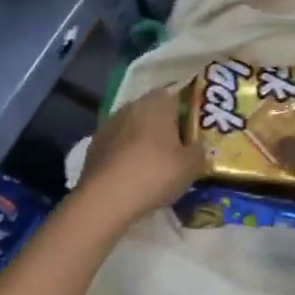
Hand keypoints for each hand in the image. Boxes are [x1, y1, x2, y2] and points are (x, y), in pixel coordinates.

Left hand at [77, 87, 203, 221]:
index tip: (196, 129)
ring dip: (144, 140)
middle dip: (166, 126)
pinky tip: (134, 174)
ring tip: (156, 163)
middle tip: (179, 147)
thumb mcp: (192, 166)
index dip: (188, 110)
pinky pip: (118, 145)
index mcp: (157, 103)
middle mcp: (131, 106)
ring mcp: (109, 125)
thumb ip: (200, 150)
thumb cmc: (155, 174)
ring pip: (134, 127)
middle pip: (154, 110)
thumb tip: (198, 145)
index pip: (177, 95)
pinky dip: (127, 154)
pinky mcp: (94, 146)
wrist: (105, 199)